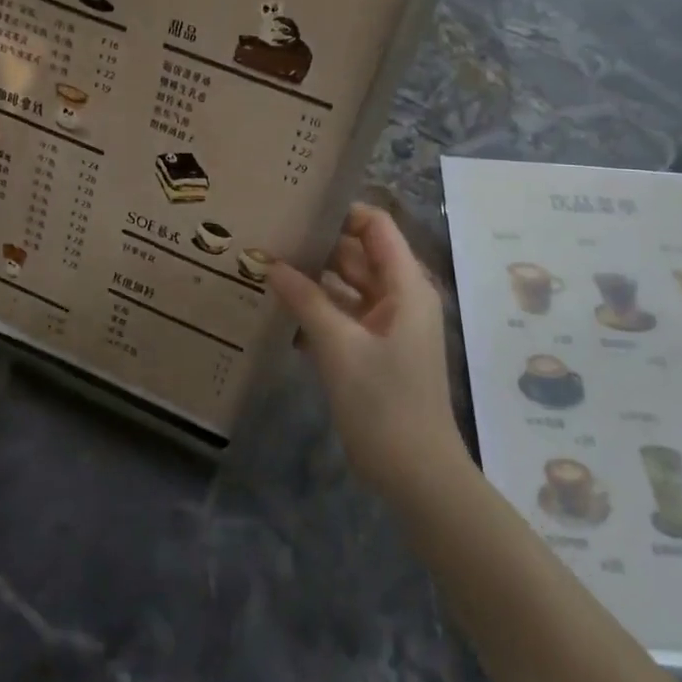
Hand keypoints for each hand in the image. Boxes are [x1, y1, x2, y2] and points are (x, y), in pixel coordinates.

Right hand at [271, 204, 467, 499]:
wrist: (416, 474)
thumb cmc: (384, 404)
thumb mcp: (339, 347)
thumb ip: (305, 300)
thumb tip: (271, 263)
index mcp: (405, 286)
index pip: (376, 226)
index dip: (341, 211)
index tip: (297, 207)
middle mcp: (399, 297)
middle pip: (358, 254)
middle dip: (317, 245)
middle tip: (269, 236)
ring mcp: (387, 325)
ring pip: (347, 286)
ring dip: (312, 279)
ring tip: (265, 266)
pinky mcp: (373, 350)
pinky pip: (343, 316)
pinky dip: (317, 311)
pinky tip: (278, 310)